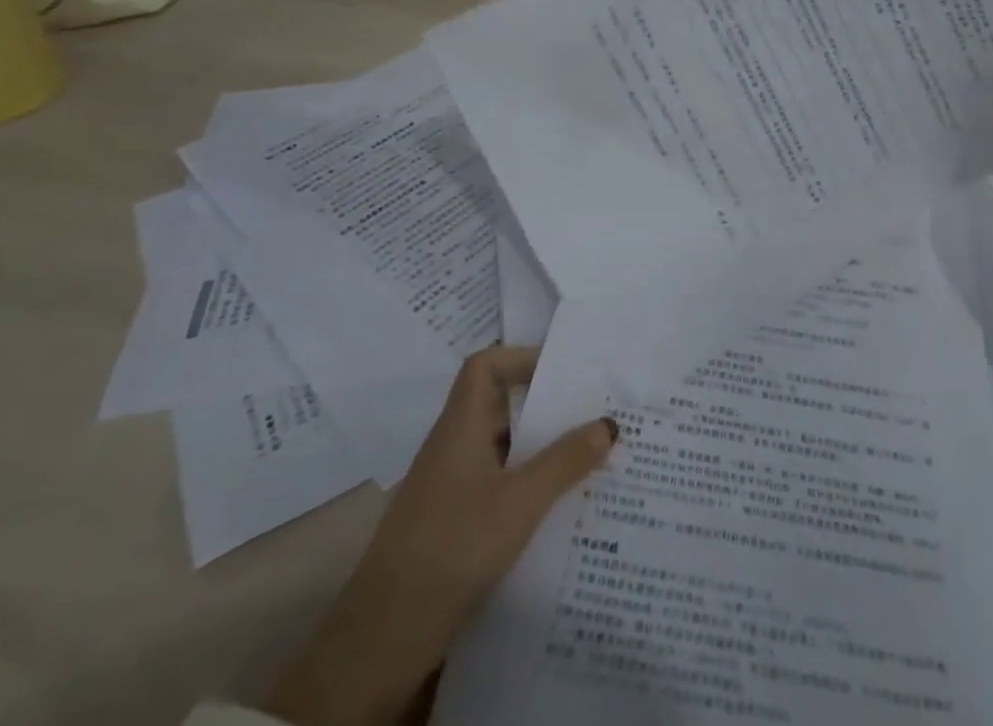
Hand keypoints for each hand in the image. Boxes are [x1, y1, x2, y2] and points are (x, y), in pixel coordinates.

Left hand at [263, 345, 617, 725]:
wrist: (384, 636)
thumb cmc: (454, 545)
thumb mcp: (521, 500)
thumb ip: (565, 460)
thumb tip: (608, 423)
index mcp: (461, 425)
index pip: (484, 366)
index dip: (519, 357)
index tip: (560, 371)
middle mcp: (451, 446)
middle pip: (497, 406)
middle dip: (543, 407)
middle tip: (590, 412)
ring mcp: (446, 487)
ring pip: (499, 450)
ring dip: (537, 450)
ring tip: (585, 458)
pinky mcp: (448, 524)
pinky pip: (493, 485)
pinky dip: (523, 486)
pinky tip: (553, 509)